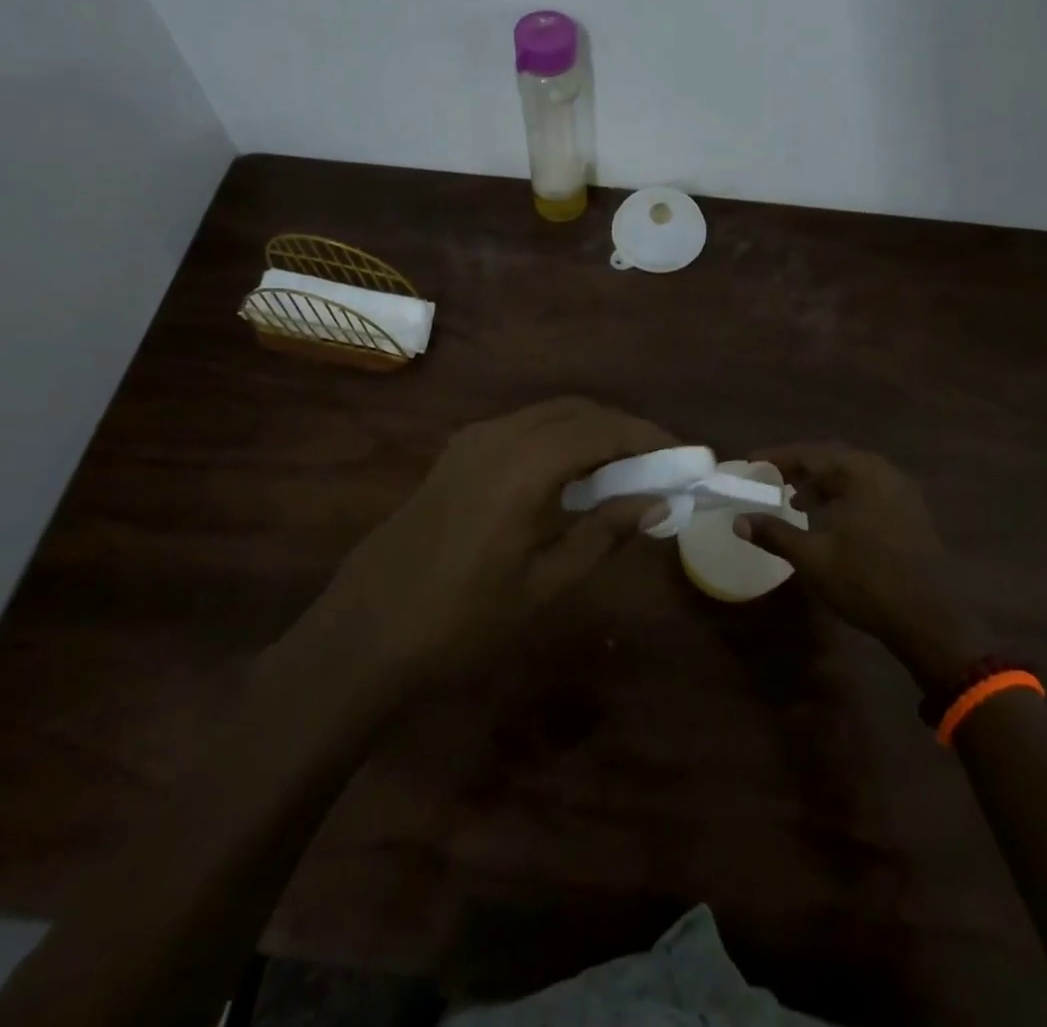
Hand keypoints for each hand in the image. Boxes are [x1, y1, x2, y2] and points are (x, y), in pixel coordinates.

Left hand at [304, 398, 673, 691]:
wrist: (363, 636)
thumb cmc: (460, 623)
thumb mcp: (544, 586)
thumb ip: (604, 534)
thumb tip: (658, 503)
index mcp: (521, 467)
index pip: (600, 431)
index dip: (647, 438)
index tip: (683, 455)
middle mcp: (497, 437)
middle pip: (576, 411)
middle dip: (622, 429)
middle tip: (659, 462)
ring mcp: (470, 441)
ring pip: (547, 414)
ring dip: (590, 430)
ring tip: (624, 469)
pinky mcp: (456, 454)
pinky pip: (522, 428)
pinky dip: (558, 438)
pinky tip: (570, 475)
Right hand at [734, 443, 990, 695]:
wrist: (931, 620)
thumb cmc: (867, 582)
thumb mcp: (813, 558)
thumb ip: (774, 534)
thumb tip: (739, 521)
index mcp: (860, 473)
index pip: (809, 454)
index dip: (776, 457)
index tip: (750, 462)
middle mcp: (883, 472)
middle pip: (832, 458)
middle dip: (799, 467)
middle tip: (770, 478)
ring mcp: (901, 492)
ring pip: (852, 475)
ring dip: (821, 483)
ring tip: (795, 502)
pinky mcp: (911, 512)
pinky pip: (868, 490)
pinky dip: (843, 495)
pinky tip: (829, 519)